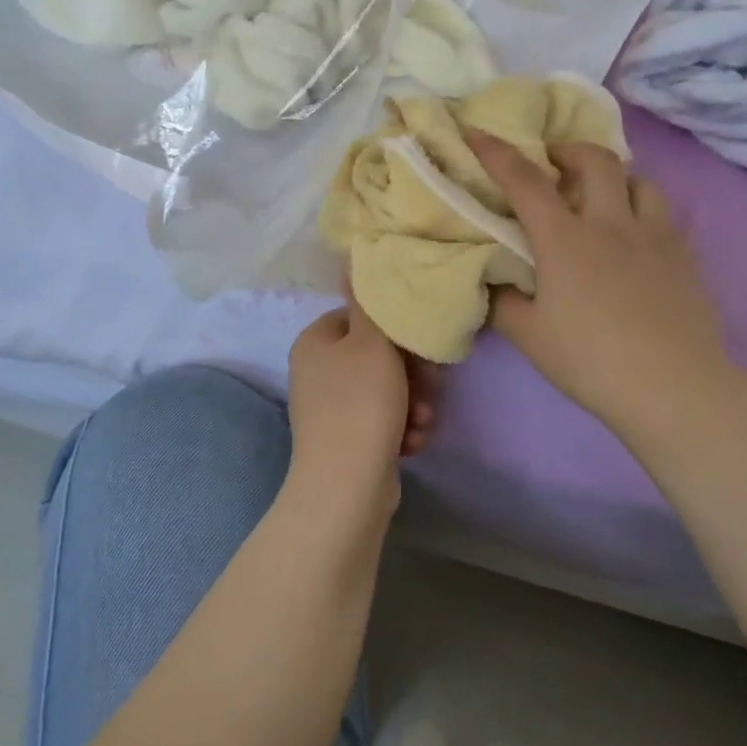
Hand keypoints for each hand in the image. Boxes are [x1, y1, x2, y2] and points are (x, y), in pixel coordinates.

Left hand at [287, 292, 437, 503]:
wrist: (346, 487)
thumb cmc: (360, 404)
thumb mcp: (371, 343)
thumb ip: (369, 301)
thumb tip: (350, 258)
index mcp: (316, 341)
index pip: (363, 317)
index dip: (396, 330)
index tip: (421, 345)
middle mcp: (319, 372)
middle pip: (378, 356)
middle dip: (412, 373)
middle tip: (430, 387)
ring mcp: (332, 409)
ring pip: (387, 390)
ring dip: (413, 403)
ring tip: (422, 421)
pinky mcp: (348, 440)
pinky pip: (383, 421)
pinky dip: (402, 428)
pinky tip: (413, 442)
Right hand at [465, 132, 728, 445]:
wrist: (674, 388)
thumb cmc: (592, 362)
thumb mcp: (530, 337)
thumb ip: (502, 303)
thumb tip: (491, 281)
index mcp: (565, 240)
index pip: (525, 181)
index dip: (496, 152)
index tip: (476, 131)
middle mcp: (612, 223)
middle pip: (595, 159)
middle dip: (568, 149)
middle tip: (552, 165)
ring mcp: (655, 236)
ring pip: (639, 180)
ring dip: (613, 178)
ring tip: (599, 198)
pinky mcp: (684, 256)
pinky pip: (662, 213)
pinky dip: (641, 209)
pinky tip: (634, 239)